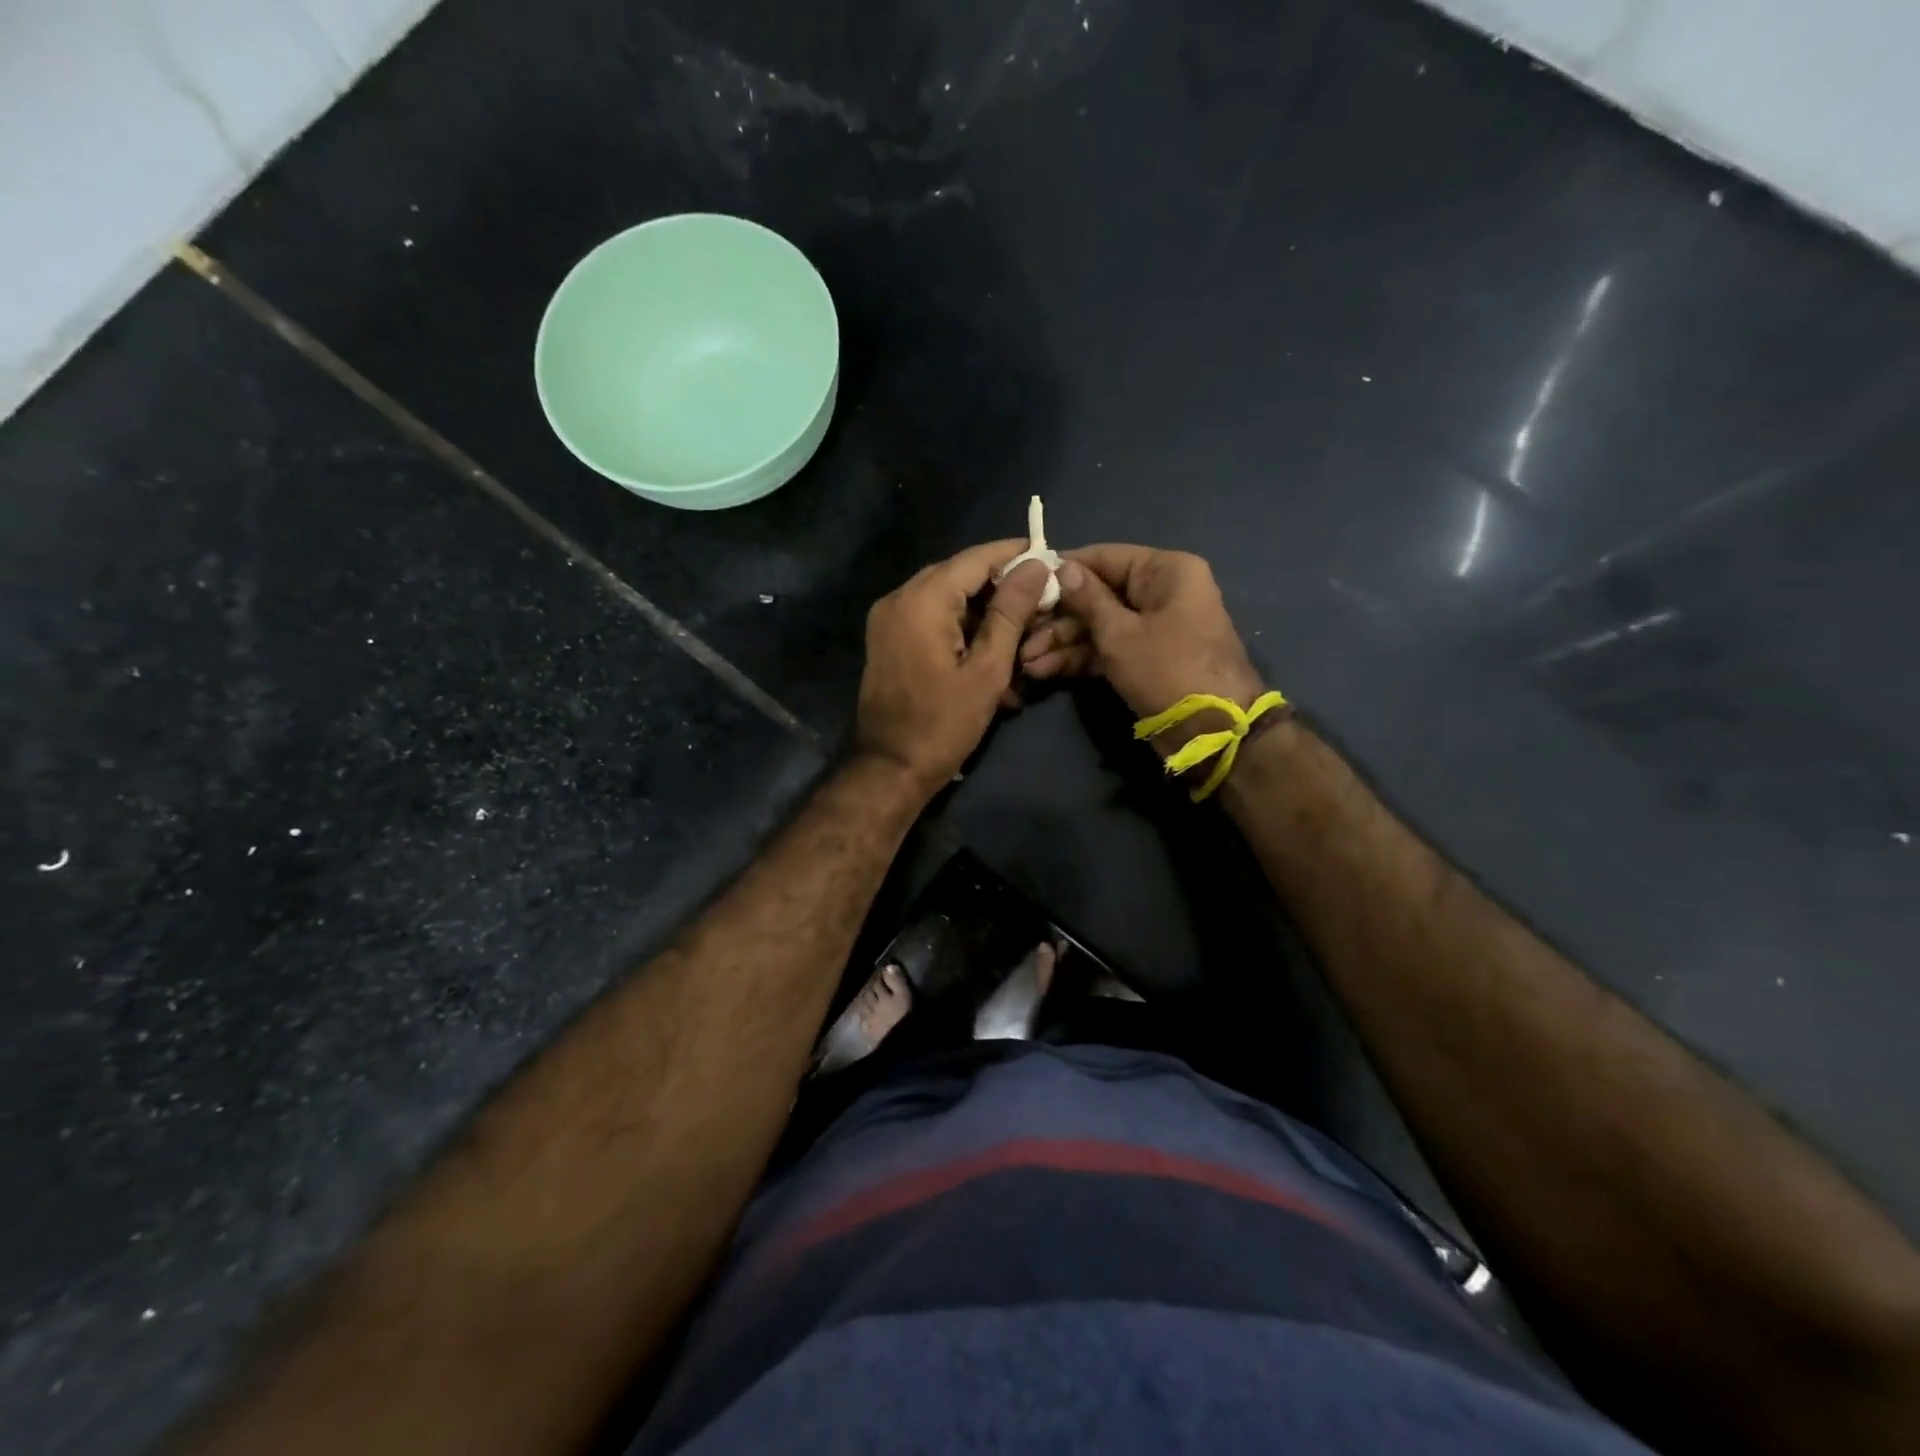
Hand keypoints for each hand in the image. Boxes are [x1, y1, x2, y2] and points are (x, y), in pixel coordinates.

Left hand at [856, 542, 1054, 795]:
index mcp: (922, 600)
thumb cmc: (944, 724)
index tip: (1048, 558)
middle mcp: (898, 598)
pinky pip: (928, 616)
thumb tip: (1035, 565)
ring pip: (944, 596)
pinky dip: (959, 625)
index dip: (1013, 554)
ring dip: (981, 609)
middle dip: (999, 584)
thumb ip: (1011, 612)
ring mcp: (887, 618)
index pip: (975, 558)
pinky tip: (988, 648)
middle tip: (1039, 598)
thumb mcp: (987, 669)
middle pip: (958, 574)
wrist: (890, 767)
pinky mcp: (887, 638)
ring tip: (1019, 629)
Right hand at [1018, 545, 1265, 752]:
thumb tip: (1062, 567)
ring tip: (1026, 661)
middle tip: (1020, 631)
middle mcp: (1161, 592)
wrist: (1213, 732)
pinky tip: (1044, 671)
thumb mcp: (1120, 633)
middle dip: (1059, 617)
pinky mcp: (1146, 659)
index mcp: (1166, 571)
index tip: (1025, 581)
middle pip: (1099, 594)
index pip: (1105, 557)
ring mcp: (1154, 628)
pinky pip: (1108, 649)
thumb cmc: (1167, 669)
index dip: (1064, 570)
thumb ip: (1087, 599)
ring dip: (1063, 643)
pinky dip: (1080, 659)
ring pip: (1100, 626)